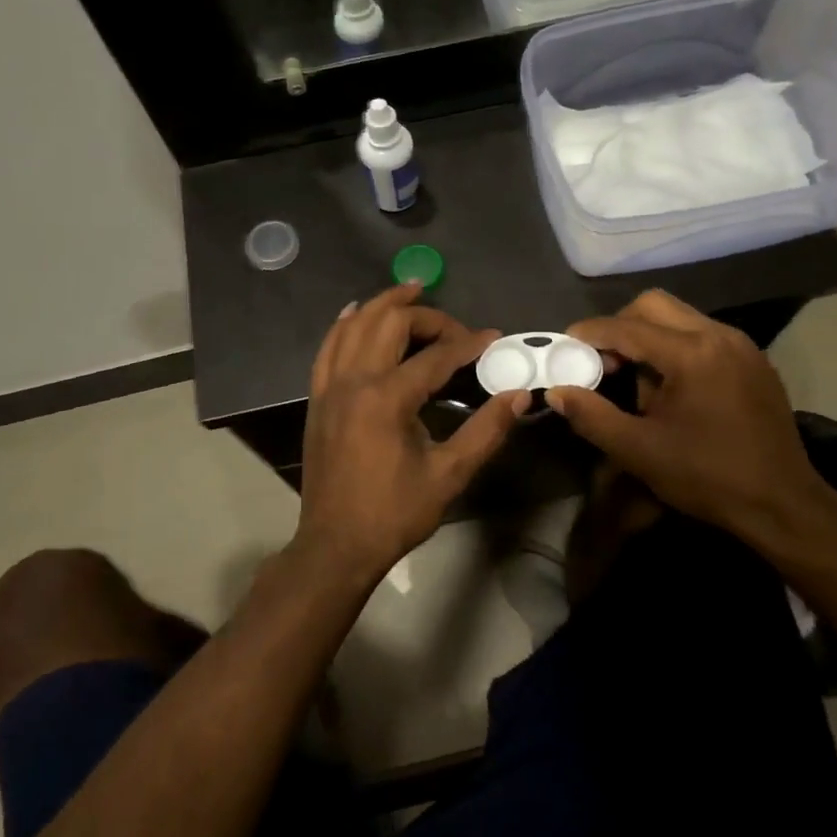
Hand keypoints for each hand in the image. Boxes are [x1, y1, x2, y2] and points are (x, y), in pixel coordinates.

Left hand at [294, 285, 526, 578]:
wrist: (336, 545)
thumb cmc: (394, 513)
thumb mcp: (449, 476)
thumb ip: (486, 431)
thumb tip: (519, 395)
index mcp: (387, 398)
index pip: (435, 355)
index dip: (469, 343)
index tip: (494, 339)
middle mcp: (354, 381)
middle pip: (389, 323)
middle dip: (426, 316)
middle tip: (454, 328)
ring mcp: (329, 387)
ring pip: (354, 325)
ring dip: (383, 305)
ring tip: (411, 291)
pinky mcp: (317, 398)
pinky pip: (327, 347)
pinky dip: (344, 325)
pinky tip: (355, 314)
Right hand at [548, 290, 836, 556]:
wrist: (783, 503)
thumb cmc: (707, 477)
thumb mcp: (638, 451)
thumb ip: (591, 416)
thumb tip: (557, 391)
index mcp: (692, 354)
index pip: (626, 327)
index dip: (589, 333)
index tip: (565, 346)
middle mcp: (719, 335)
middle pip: (654, 305)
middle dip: (619, 326)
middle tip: (602, 360)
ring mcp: (741, 345)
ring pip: (680, 317)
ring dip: (648, 337)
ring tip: (636, 379)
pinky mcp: (754, 360)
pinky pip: (703, 335)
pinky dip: (676, 347)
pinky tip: (670, 387)